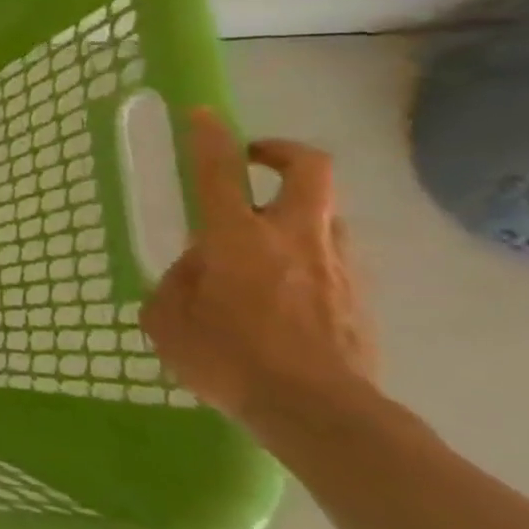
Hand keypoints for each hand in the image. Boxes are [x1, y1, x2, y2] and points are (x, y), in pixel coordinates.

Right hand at [141, 109, 379, 437]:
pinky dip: (307, 259)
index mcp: (236, 238)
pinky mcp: (360, 299)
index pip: (219, 172)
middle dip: (283, 152)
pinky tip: (281, 292)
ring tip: (260, 243)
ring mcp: (336, 266)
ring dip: (295, 212)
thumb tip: (194, 273)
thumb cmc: (228, 359)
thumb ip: (175, 285)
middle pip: (310, 170)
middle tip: (255, 160)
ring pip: (325, 215)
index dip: (209, 137)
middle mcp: (292, 239)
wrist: (320, 414)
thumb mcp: (167, 320)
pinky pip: (332, 260)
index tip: (203, 114)